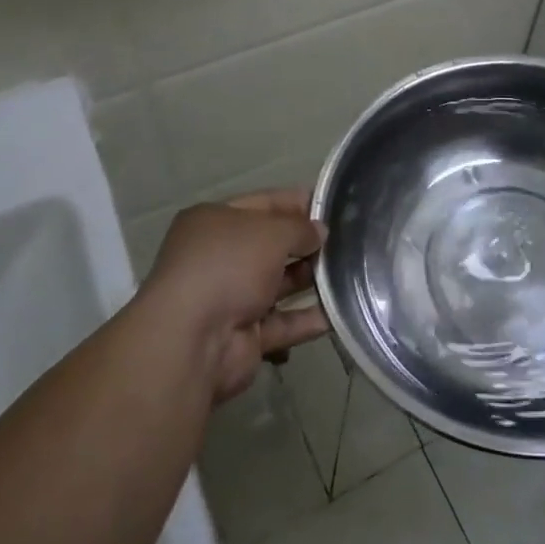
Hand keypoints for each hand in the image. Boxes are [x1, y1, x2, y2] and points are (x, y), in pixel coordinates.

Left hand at [141, 189, 329, 402]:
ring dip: (310, 279)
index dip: (297, 202)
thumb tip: (319, 232)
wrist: (194, 341)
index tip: (333, 205)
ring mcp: (230, 298)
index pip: (263, 203)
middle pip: (270, 245)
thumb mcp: (271, 232)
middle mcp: (219, 257)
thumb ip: (300, 228)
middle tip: (347, 241)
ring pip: (277, 284)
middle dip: (306, 243)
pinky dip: (307, 318)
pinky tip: (338, 312)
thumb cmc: (229, 266)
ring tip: (350, 272)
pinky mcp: (244, 335)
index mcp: (214, 222)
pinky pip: (282, 322)